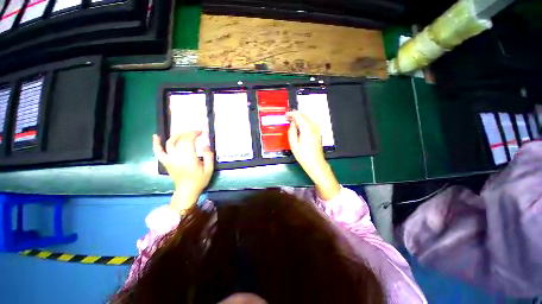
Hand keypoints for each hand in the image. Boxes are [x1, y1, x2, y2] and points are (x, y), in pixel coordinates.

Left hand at [153, 132, 213, 212]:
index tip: (201, 132)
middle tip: (196, 132)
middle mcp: (177, 157)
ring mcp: (170, 159)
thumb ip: (209, 156)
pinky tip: (156, 136)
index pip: (189, 140)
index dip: (194, 134)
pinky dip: (156, 143)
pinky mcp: (165, 162)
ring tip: (184, 133)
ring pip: (170, 142)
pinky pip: (158, 151)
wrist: (187, 190)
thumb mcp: (209, 169)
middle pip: (180, 139)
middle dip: (188, 133)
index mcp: (189, 158)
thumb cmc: (200, 180)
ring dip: (177, 135)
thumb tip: (205, 145)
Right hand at [287, 111, 340, 199]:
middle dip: (297, 113)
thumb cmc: (304, 156)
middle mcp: (314, 127)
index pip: (299, 116)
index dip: (292, 114)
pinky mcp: (319, 132)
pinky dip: (307, 118)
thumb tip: (292, 124)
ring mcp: (318, 129)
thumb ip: (292, 132)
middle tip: (289, 116)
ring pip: (310, 116)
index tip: (286, 115)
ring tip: (295, 118)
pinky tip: (303, 122)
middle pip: (305, 115)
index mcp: (307, 129)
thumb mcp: (294, 145)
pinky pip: (313, 121)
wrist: (316, 163)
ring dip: (302, 115)